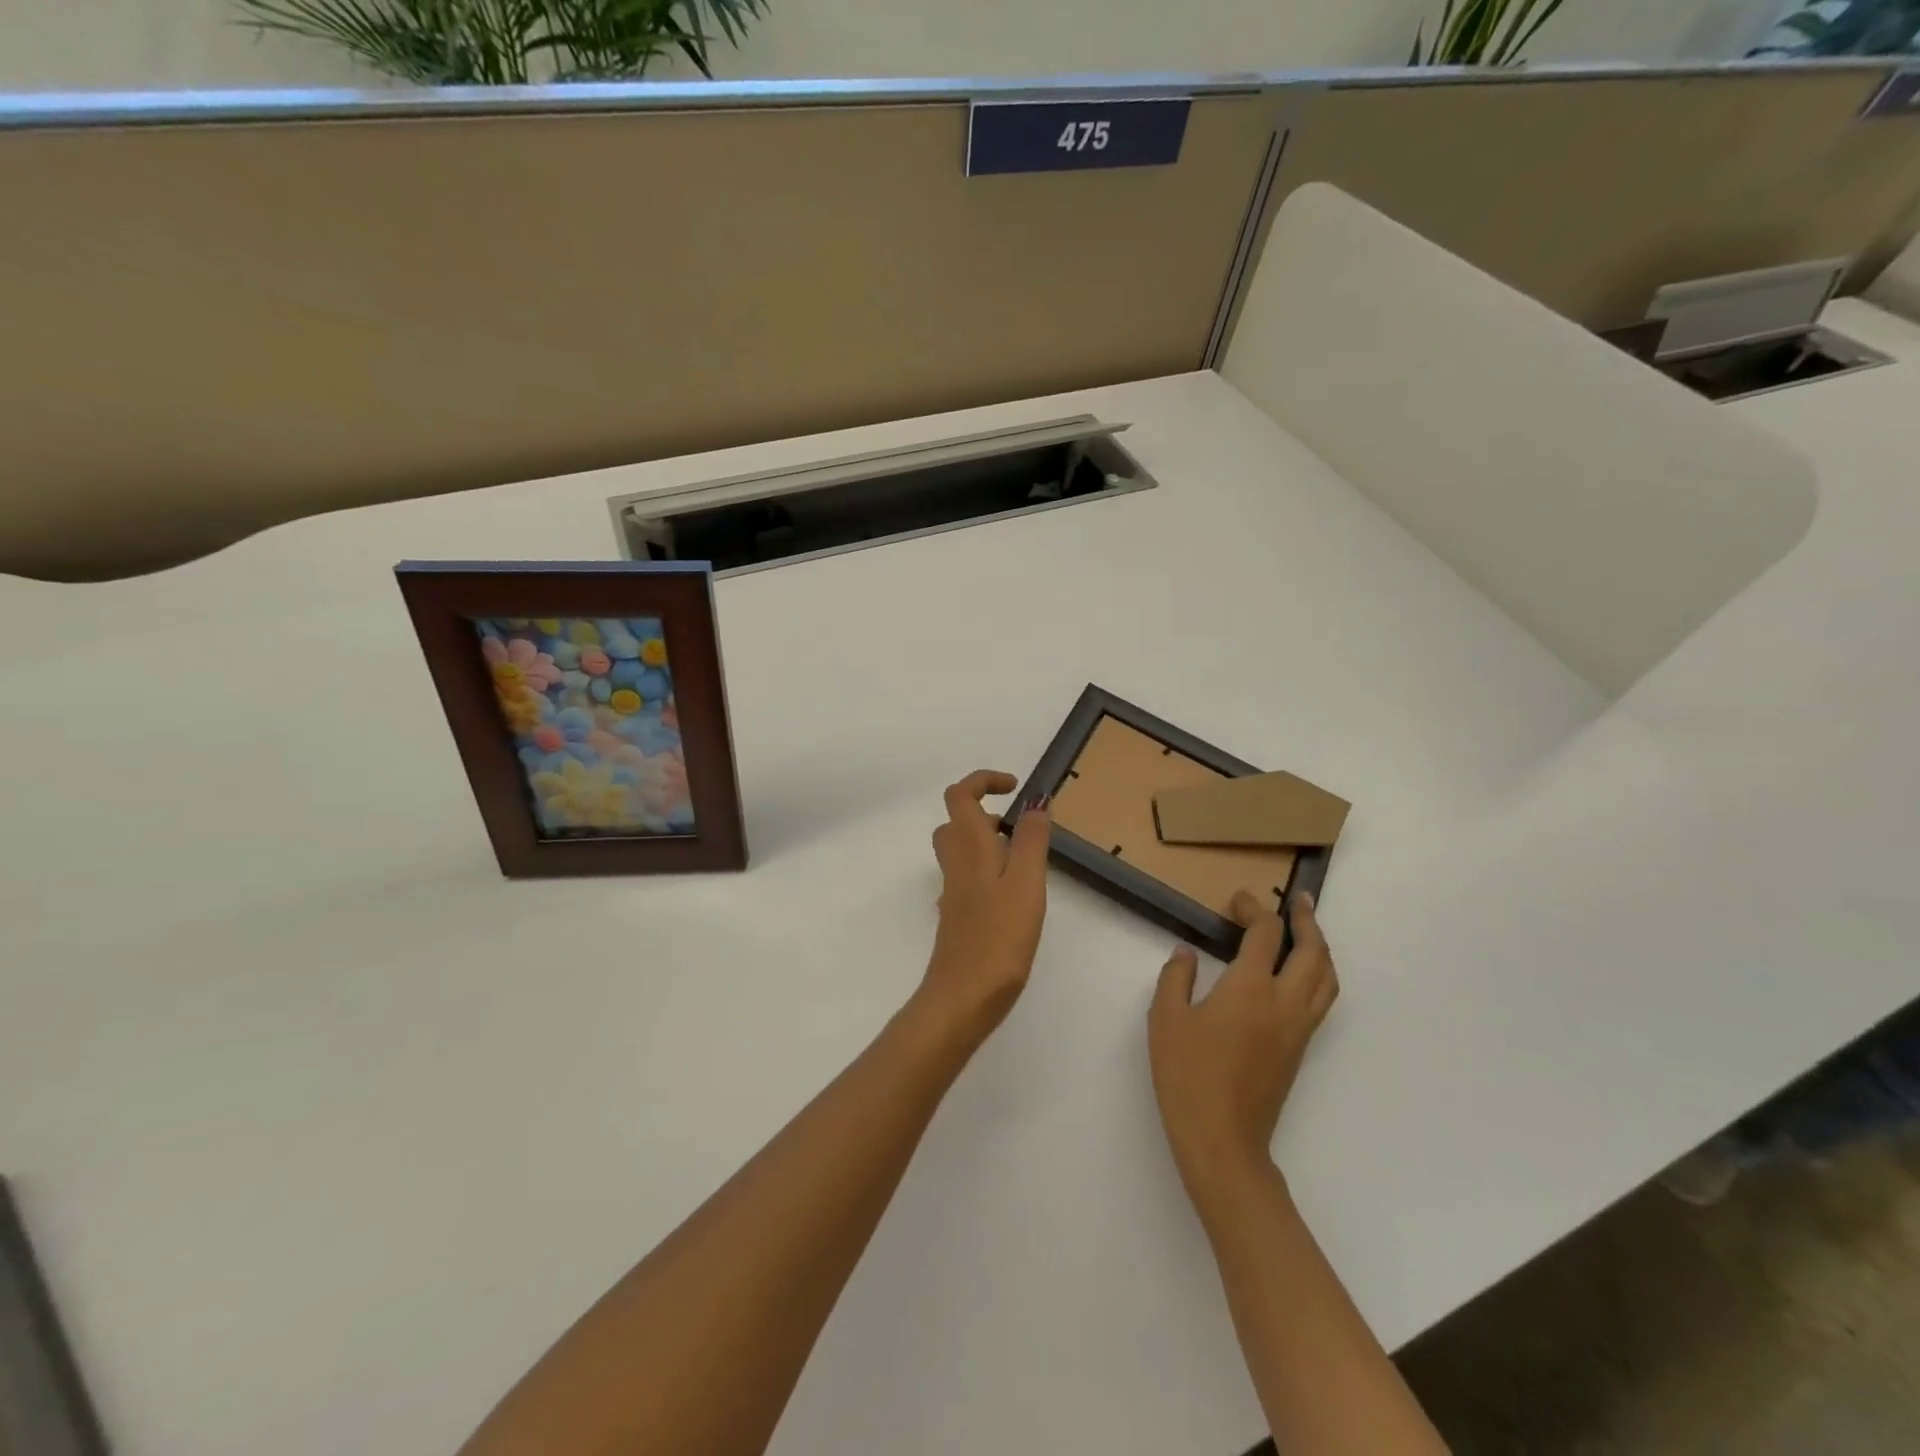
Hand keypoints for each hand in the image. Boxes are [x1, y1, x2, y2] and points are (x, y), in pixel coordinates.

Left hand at [919, 770, 1050, 1041]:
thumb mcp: (1026, 884)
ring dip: (986, 841)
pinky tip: (1010, 896)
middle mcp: (955, 865)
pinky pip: (965, 879)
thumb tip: (1036, 801)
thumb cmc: (999, 938)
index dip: (984, 781)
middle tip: (1020, 827)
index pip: (960, 795)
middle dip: (985, 812)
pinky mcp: (957, 917)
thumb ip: (1031, 841)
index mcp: (970, 849)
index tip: (1015, 788)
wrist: (962, 997)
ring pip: (959, 850)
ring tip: (1022, 858)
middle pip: (956, 822)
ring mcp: (953, 893)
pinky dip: (985, 872)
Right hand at [1148, 890, 1338, 1215]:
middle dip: (1307, 922)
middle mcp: (1284, 1003)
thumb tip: (1186, 953)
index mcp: (1250, 989)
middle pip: (1312, 953)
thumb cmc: (1188, 1075)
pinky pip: (1321, 1000)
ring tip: (1308, 933)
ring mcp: (1298, 1029)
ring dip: (1321, 949)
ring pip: (1327, 979)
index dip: (1254, 910)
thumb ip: (1176, 978)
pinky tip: (1300, 975)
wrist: (1222, 1139)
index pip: (1265, 935)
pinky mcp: (1299, 1050)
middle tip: (1299, 902)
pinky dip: (1320, 975)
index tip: (1239, 900)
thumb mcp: (1165, 1019)